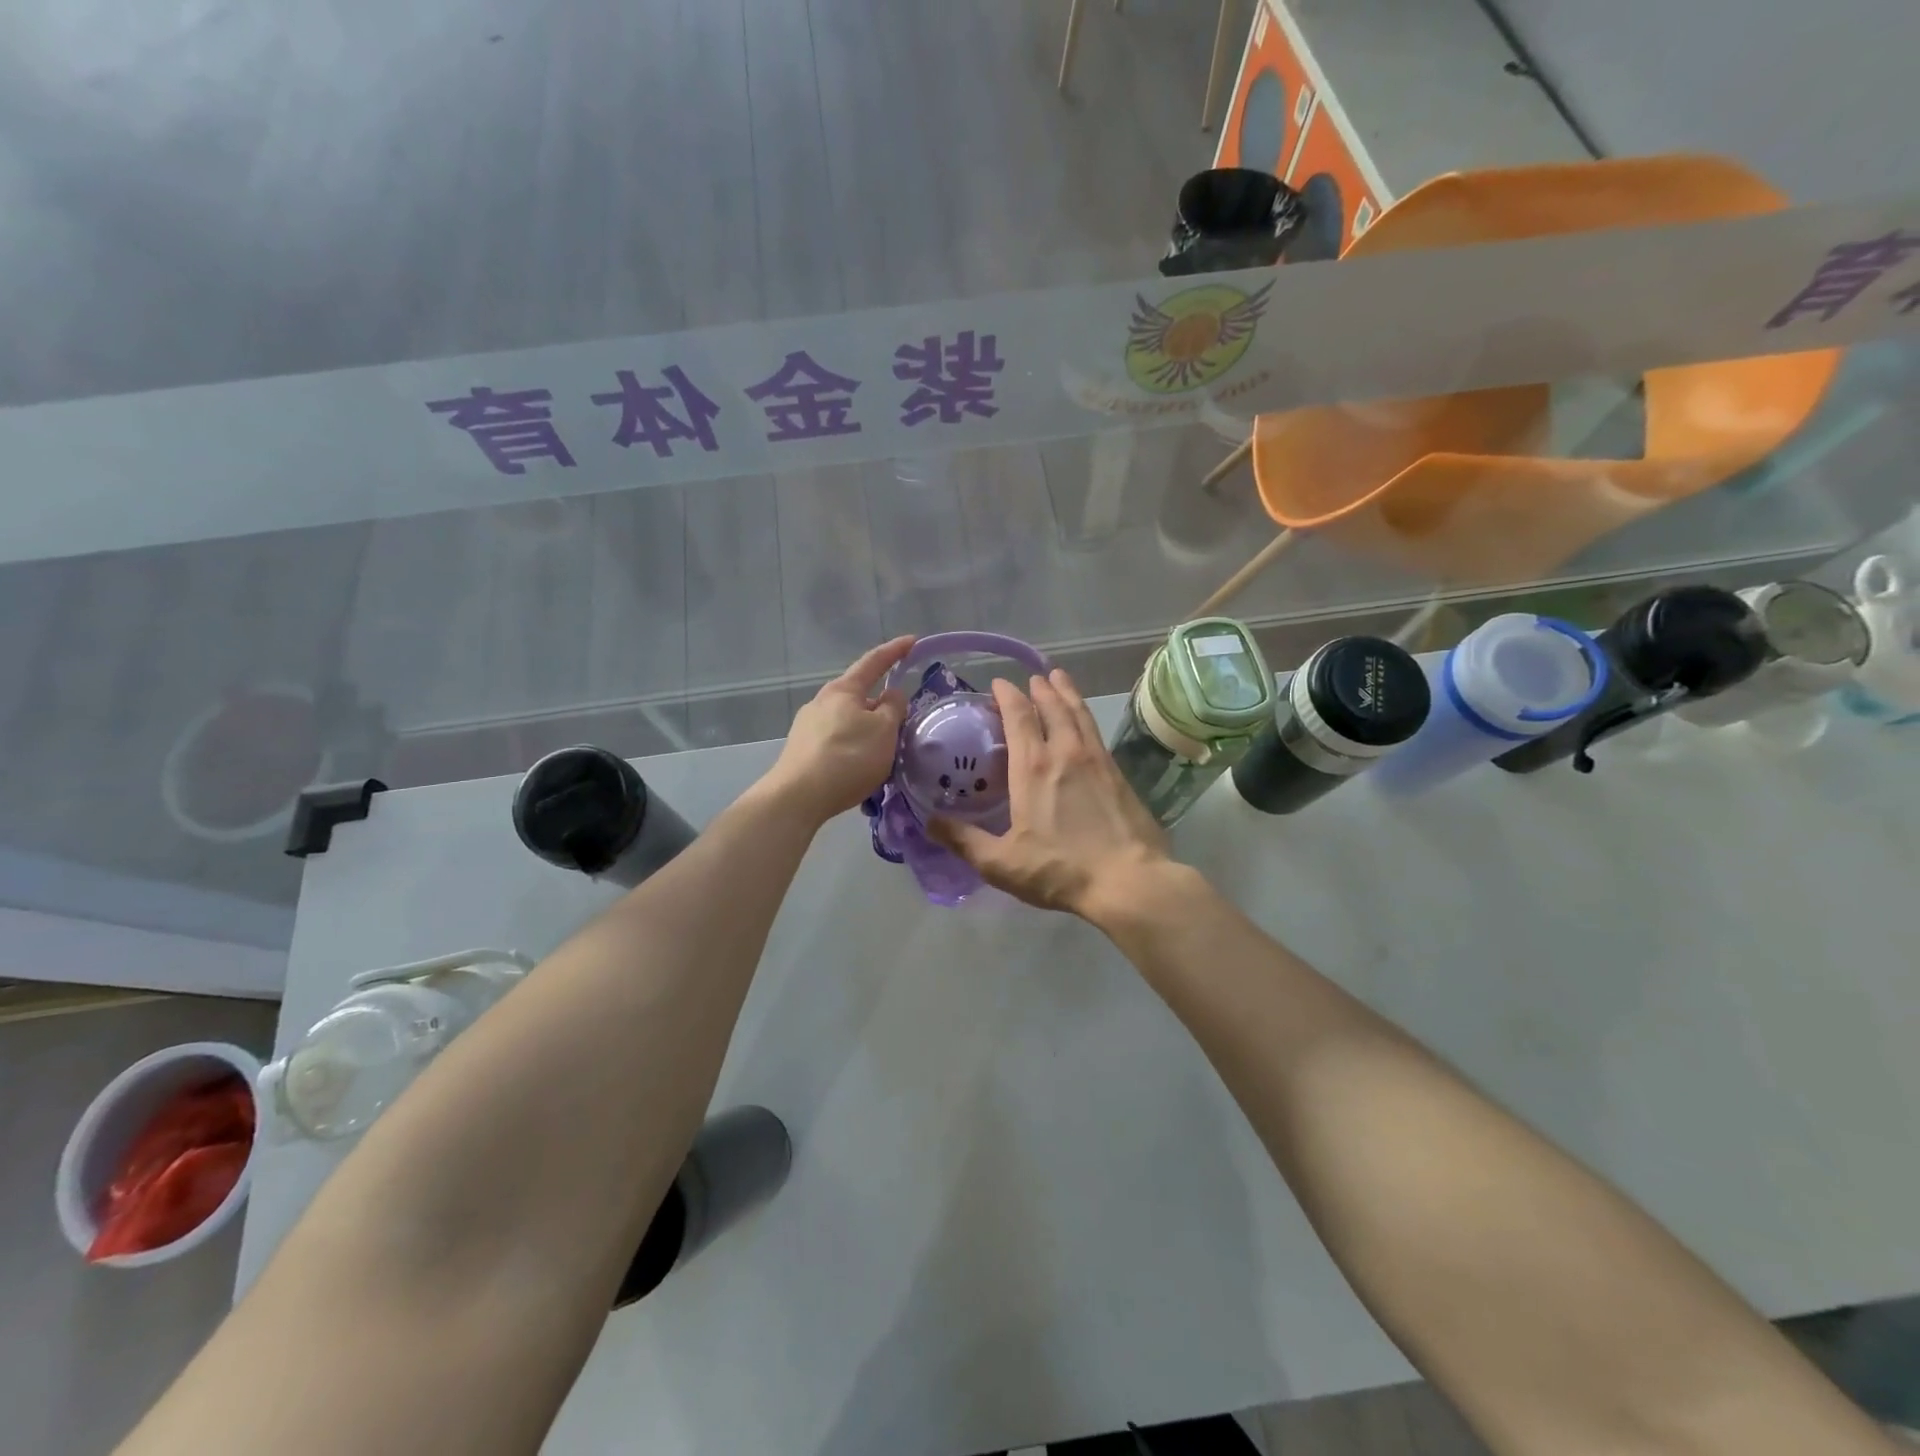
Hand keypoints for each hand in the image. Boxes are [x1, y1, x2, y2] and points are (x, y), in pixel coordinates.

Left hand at [763, 636, 913, 823]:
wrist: (798, 797)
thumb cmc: (848, 757)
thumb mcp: (884, 731)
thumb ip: (894, 708)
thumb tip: (892, 695)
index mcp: (843, 690)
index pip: (874, 662)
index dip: (895, 651)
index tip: (912, 641)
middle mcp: (822, 702)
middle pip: (859, 695)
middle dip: (881, 704)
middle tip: (902, 720)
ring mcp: (808, 726)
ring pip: (848, 720)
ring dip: (868, 730)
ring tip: (884, 751)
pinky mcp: (802, 750)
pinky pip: (838, 741)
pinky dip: (854, 747)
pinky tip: (861, 767)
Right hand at [931, 669, 1170, 919]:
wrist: (1129, 880)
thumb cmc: (1060, 870)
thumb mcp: (1001, 863)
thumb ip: (964, 841)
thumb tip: (929, 822)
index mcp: (1033, 767)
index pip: (1019, 717)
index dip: (1007, 696)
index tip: (998, 683)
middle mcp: (1065, 753)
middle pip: (1052, 707)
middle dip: (1039, 688)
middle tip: (1031, 678)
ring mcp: (1096, 760)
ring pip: (1079, 713)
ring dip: (1066, 692)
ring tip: (1058, 678)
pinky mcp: (1118, 774)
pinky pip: (1095, 731)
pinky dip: (1084, 715)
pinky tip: (1084, 721)